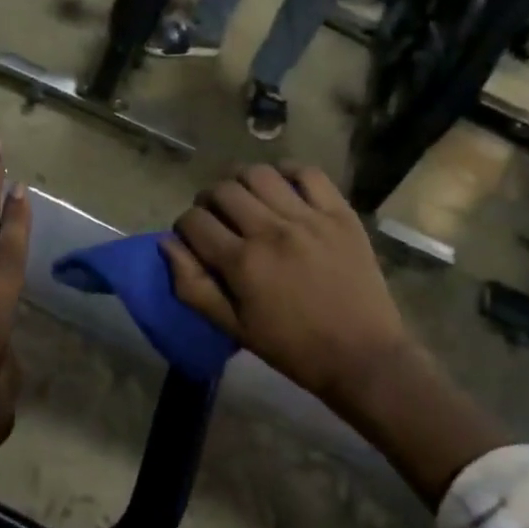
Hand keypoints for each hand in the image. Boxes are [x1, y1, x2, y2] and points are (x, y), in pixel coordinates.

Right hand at [161, 163, 403, 409]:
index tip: (193, 239)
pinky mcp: (340, 213)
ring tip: (246, 200)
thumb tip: (167, 245)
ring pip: (259, 174)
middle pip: (222, 190)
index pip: (194, 221)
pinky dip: (287, 172)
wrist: (361, 355)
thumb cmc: (291, 347)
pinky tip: (281, 187)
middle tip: (216, 219)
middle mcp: (271, 231)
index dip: (184, 227)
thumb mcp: (233, 326)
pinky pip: (308, 173)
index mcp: (242, 262)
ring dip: (242, 182)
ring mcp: (308, 218)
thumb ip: (193, 286)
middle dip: (208, 201)